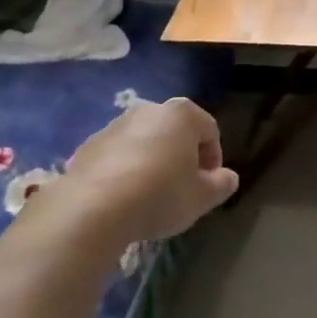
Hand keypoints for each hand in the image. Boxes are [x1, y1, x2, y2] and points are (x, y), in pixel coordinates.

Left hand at [59, 98, 238, 245]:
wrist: (94, 207)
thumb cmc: (160, 195)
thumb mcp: (202, 197)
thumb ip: (221, 184)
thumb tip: (227, 177)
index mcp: (181, 115)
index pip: (210, 130)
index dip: (214, 159)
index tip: (209, 186)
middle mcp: (148, 110)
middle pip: (175, 132)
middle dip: (183, 157)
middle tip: (183, 189)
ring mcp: (115, 125)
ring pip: (144, 142)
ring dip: (153, 162)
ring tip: (151, 196)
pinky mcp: (89, 144)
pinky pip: (118, 155)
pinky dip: (125, 170)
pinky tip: (124, 197)